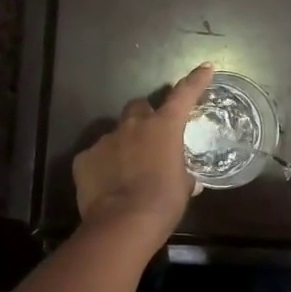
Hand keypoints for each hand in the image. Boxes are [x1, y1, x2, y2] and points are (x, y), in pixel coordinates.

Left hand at [73, 65, 216, 240]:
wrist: (123, 223)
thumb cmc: (163, 202)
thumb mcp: (183, 187)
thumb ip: (182, 174)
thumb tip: (184, 179)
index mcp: (164, 127)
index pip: (184, 95)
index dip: (196, 81)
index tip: (206, 68)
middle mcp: (133, 125)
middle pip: (139, 107)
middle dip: (145, 117)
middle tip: (150, 137)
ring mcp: (105, 140)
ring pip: (116, 134)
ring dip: (123, 146)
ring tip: (127, 171)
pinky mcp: (84, 158)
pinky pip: (96, 157)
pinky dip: (103, 166)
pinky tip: (107, 185)